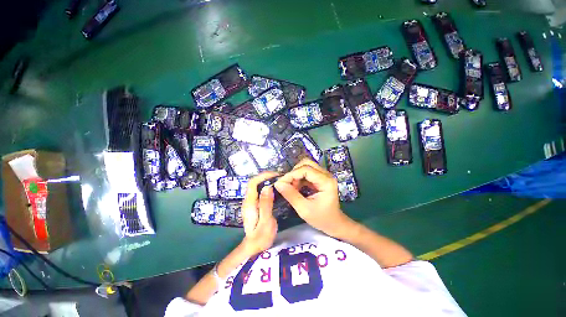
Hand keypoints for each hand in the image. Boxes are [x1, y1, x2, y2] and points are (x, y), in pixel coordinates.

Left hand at [241, 172, 278, 255]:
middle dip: (266, 177)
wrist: (254, 248)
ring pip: (257, 186)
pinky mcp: (255, 204)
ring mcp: (251, 202)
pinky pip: (260, 191)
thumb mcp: (266, 222)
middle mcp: (248, 200)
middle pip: (254, 182)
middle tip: (280, 177)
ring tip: (279, 181)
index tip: (275, 175)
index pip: (252, 183)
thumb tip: (267, 187)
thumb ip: (266, 204)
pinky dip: (267, 187)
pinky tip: (275, 189)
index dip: (263, 176)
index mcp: (250, 203)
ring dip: (267, 181)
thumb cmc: (261, 237)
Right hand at [274, 159, 355, 238]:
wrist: (334, 223)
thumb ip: (291, 195)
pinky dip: (299, 178)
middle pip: (306, 163)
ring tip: (291, 187)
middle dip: (294, 172)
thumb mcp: (304, 209)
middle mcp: (326, 175)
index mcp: (326, 182)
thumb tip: (278, 183)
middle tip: (287, 184)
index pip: (306, 169)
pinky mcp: (320, 178)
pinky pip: (307, 172)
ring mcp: (324, 175)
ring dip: (296, 175)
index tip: (281, 183)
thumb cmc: (321, 218)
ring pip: (306, 166)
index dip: (291, 174)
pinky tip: (296, 188)